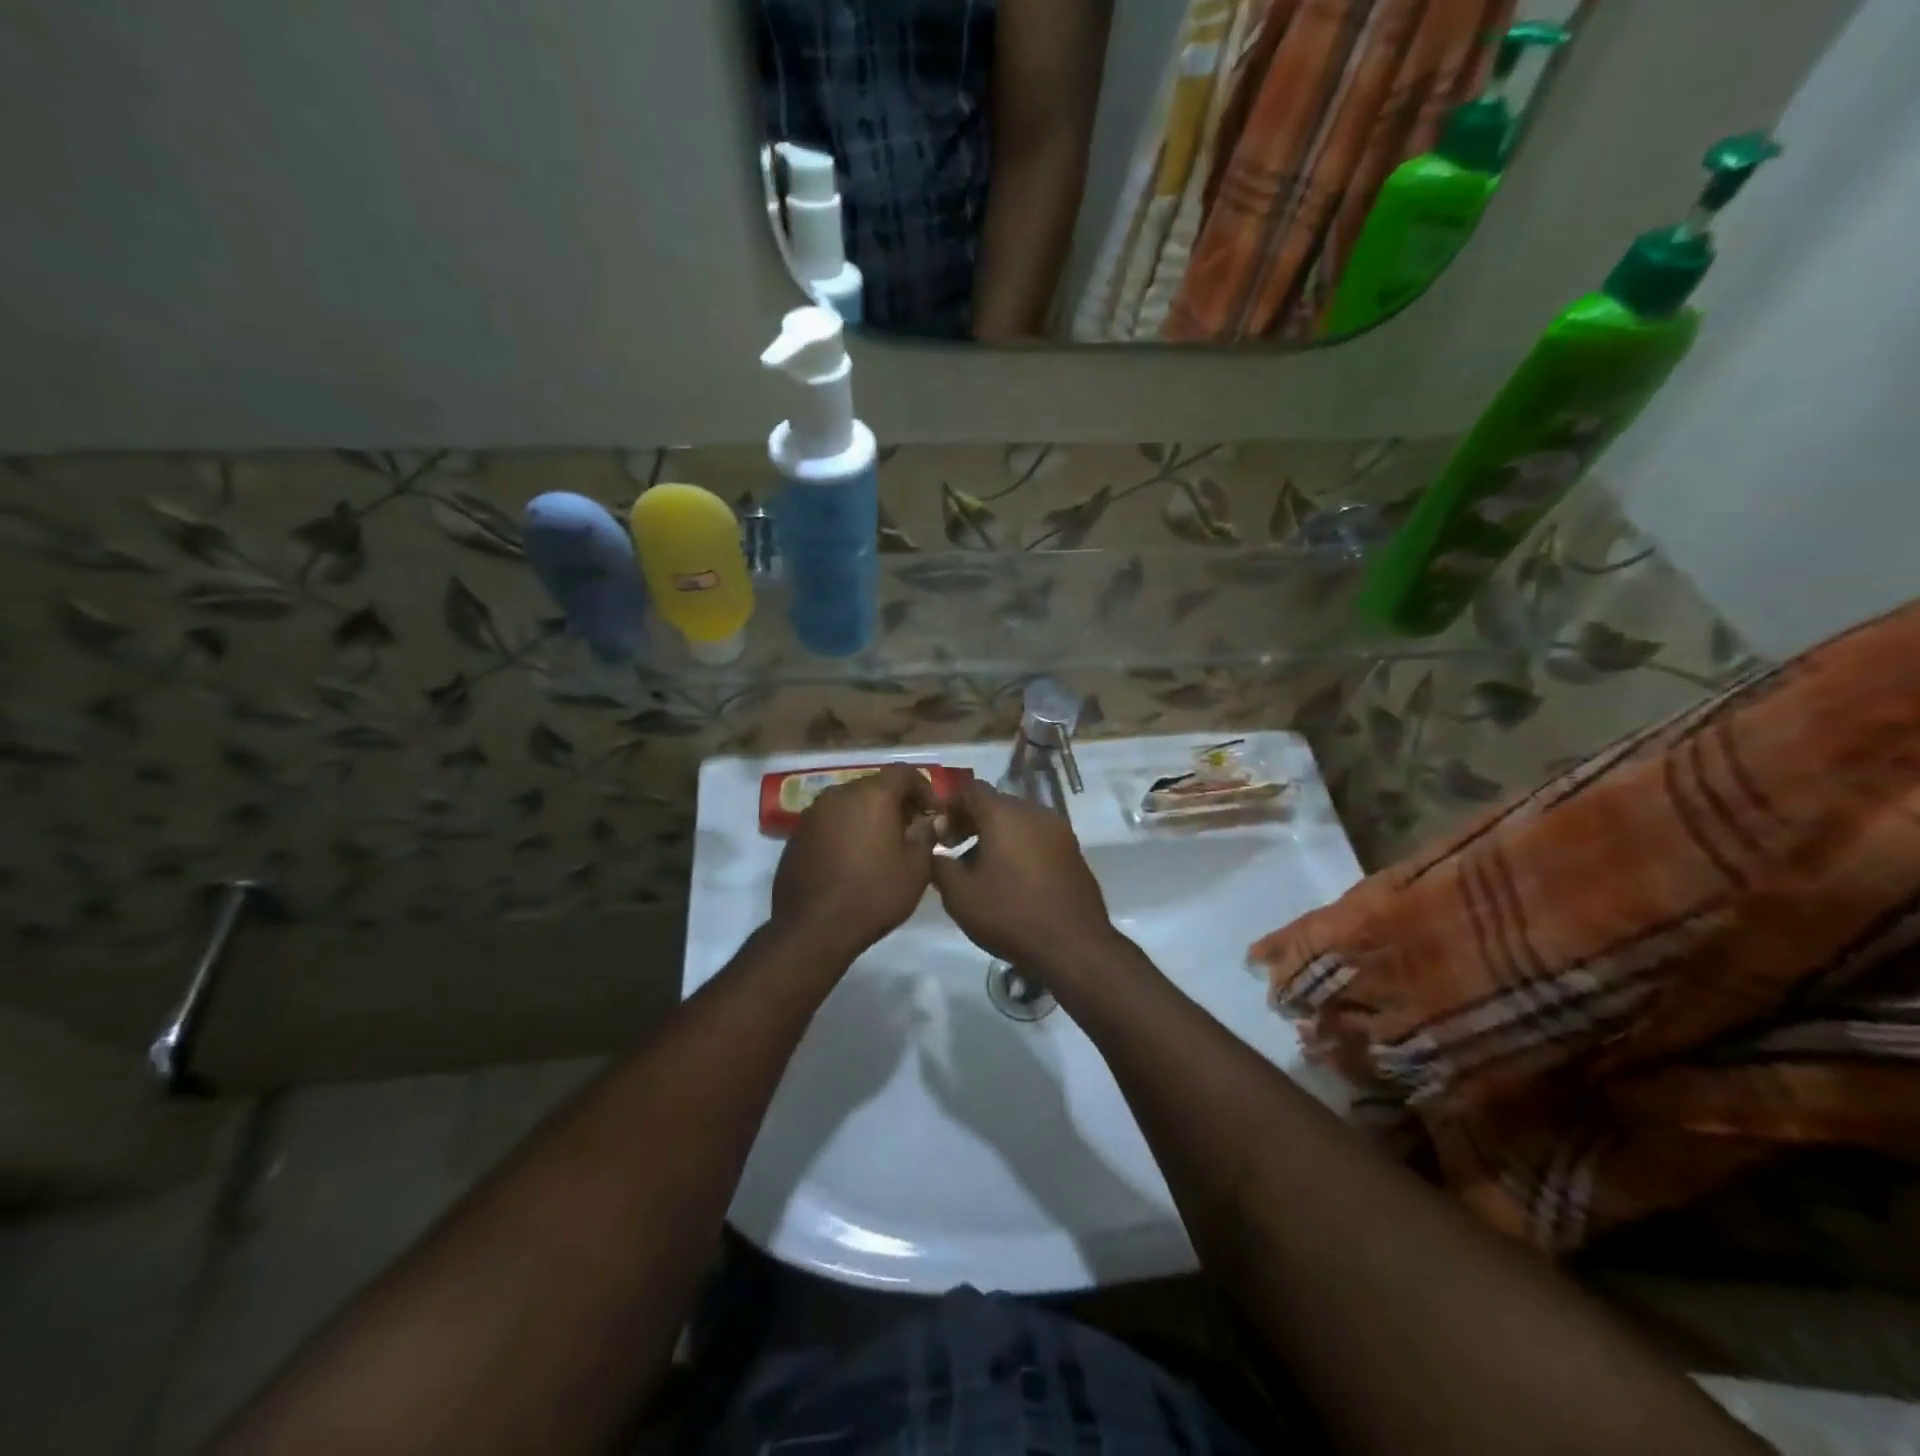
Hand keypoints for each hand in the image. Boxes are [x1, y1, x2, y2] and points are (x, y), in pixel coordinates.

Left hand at [770, 764, 939, 958]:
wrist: (813, 928)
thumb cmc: (874, 894)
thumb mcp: (916, 868)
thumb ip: (925, 834)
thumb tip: (926, 820)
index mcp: (872, 795)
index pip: (904, 773)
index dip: (924, 789)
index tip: (932, 814)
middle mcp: (839, 794)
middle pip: (875, 786)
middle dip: (896, 803)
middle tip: (910, 830)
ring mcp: (813, 814)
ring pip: (850, 803)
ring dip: (869, 816)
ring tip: (881, 846)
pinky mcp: (797, 835)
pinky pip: (830, 822)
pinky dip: (846, 830)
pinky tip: (853, 859)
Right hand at [929, 780, 1116, 975]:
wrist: (1074, 946)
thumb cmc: (1010, 915)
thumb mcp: (960, 895)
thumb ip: (939, 865)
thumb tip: (935, 850)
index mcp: (1005, 814)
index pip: (971, 789)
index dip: (950, 805)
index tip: (938, 831)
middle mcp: (1035, 812)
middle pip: (997, 803)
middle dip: (972, 821)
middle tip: (953, 849)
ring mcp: (1059, 831)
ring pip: (1019, 821)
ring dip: (996, 835)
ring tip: (980, 868)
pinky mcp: (1073, 851)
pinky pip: (1038, 837)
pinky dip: (1019, 846)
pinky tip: (1010, 878)